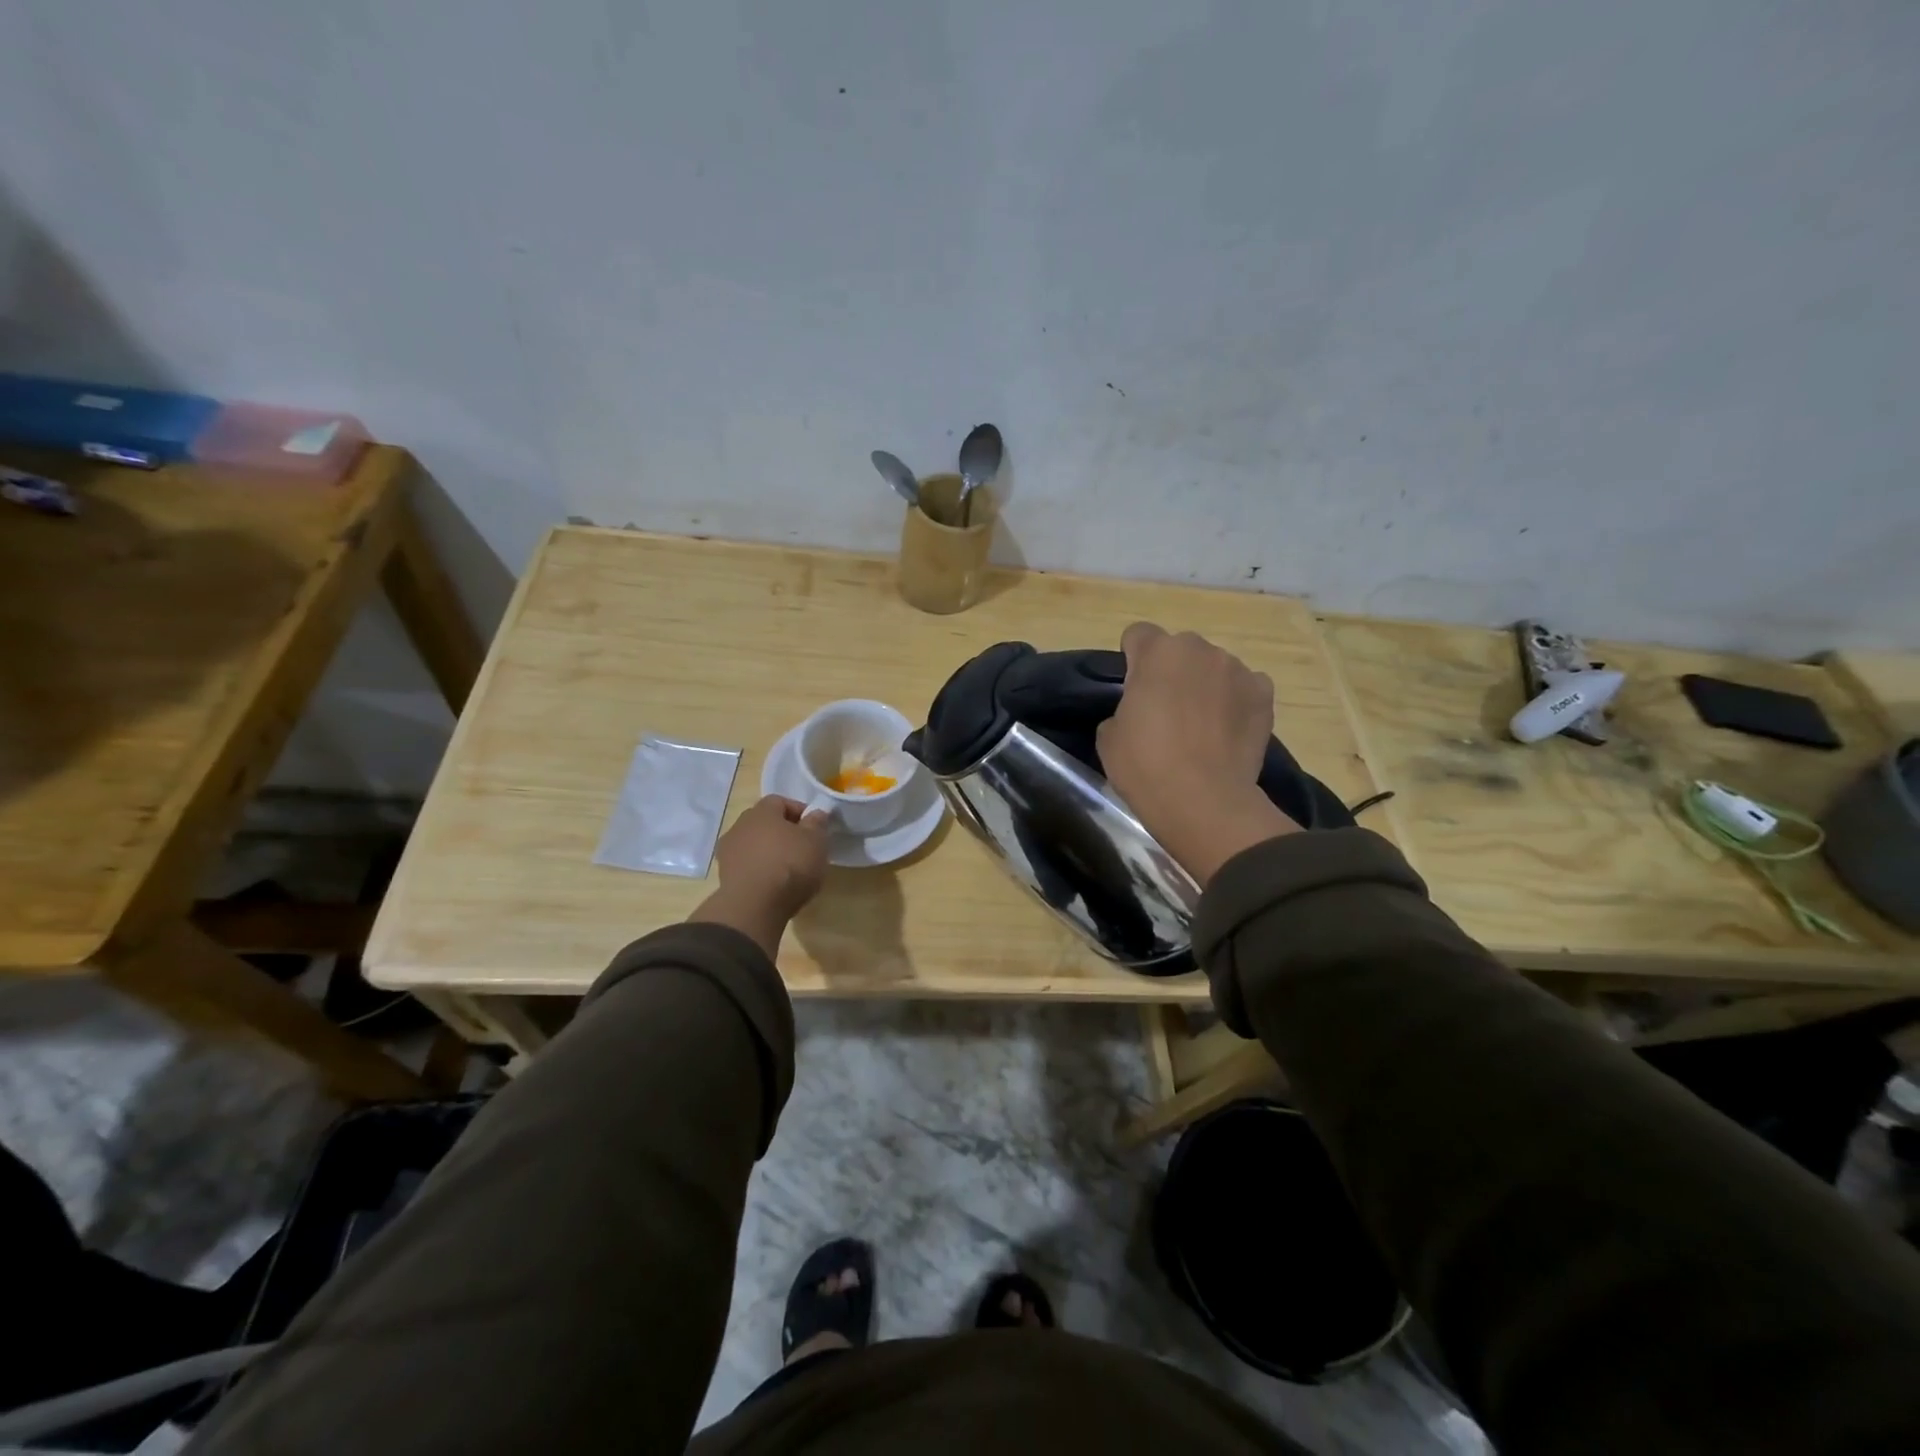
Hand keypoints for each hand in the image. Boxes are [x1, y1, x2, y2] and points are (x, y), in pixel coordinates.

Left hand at [688, 795, 829, 956]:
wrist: (755, 906)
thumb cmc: (790, 865)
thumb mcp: (816, 841)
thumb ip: (816, 824)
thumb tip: (815, 814)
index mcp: (762, 811)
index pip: (780, 801)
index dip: (800, 812)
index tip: (814, 828)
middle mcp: (740, 825)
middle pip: (764, 822)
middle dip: (783, 832)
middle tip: (802, 848)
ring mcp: (728, 851)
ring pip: (754, 844)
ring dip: (769, 852)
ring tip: (788, 869)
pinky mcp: (724, 876)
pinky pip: (747, 865)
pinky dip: (759, 870)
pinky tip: (773, 884)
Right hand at [1097, 622, 1298, 883]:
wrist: (1204, 801)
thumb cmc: (1146, 766)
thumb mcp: (1109, 736)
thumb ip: (1124, 708)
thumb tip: (1140, 711)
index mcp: (1157, 652)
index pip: (1138, 635)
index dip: (1132, 660)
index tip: (1133, 689)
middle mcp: (1200, 650)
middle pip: (1180, 650)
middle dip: (1172, 671)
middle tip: (1166, 711)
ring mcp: (1237, 670)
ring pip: (1214, 668)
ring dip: (1206, 685)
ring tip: (1202, 726)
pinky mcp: (1264, 695)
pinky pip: (1245, 687)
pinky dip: (1236, 702)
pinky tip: (1228, 732)